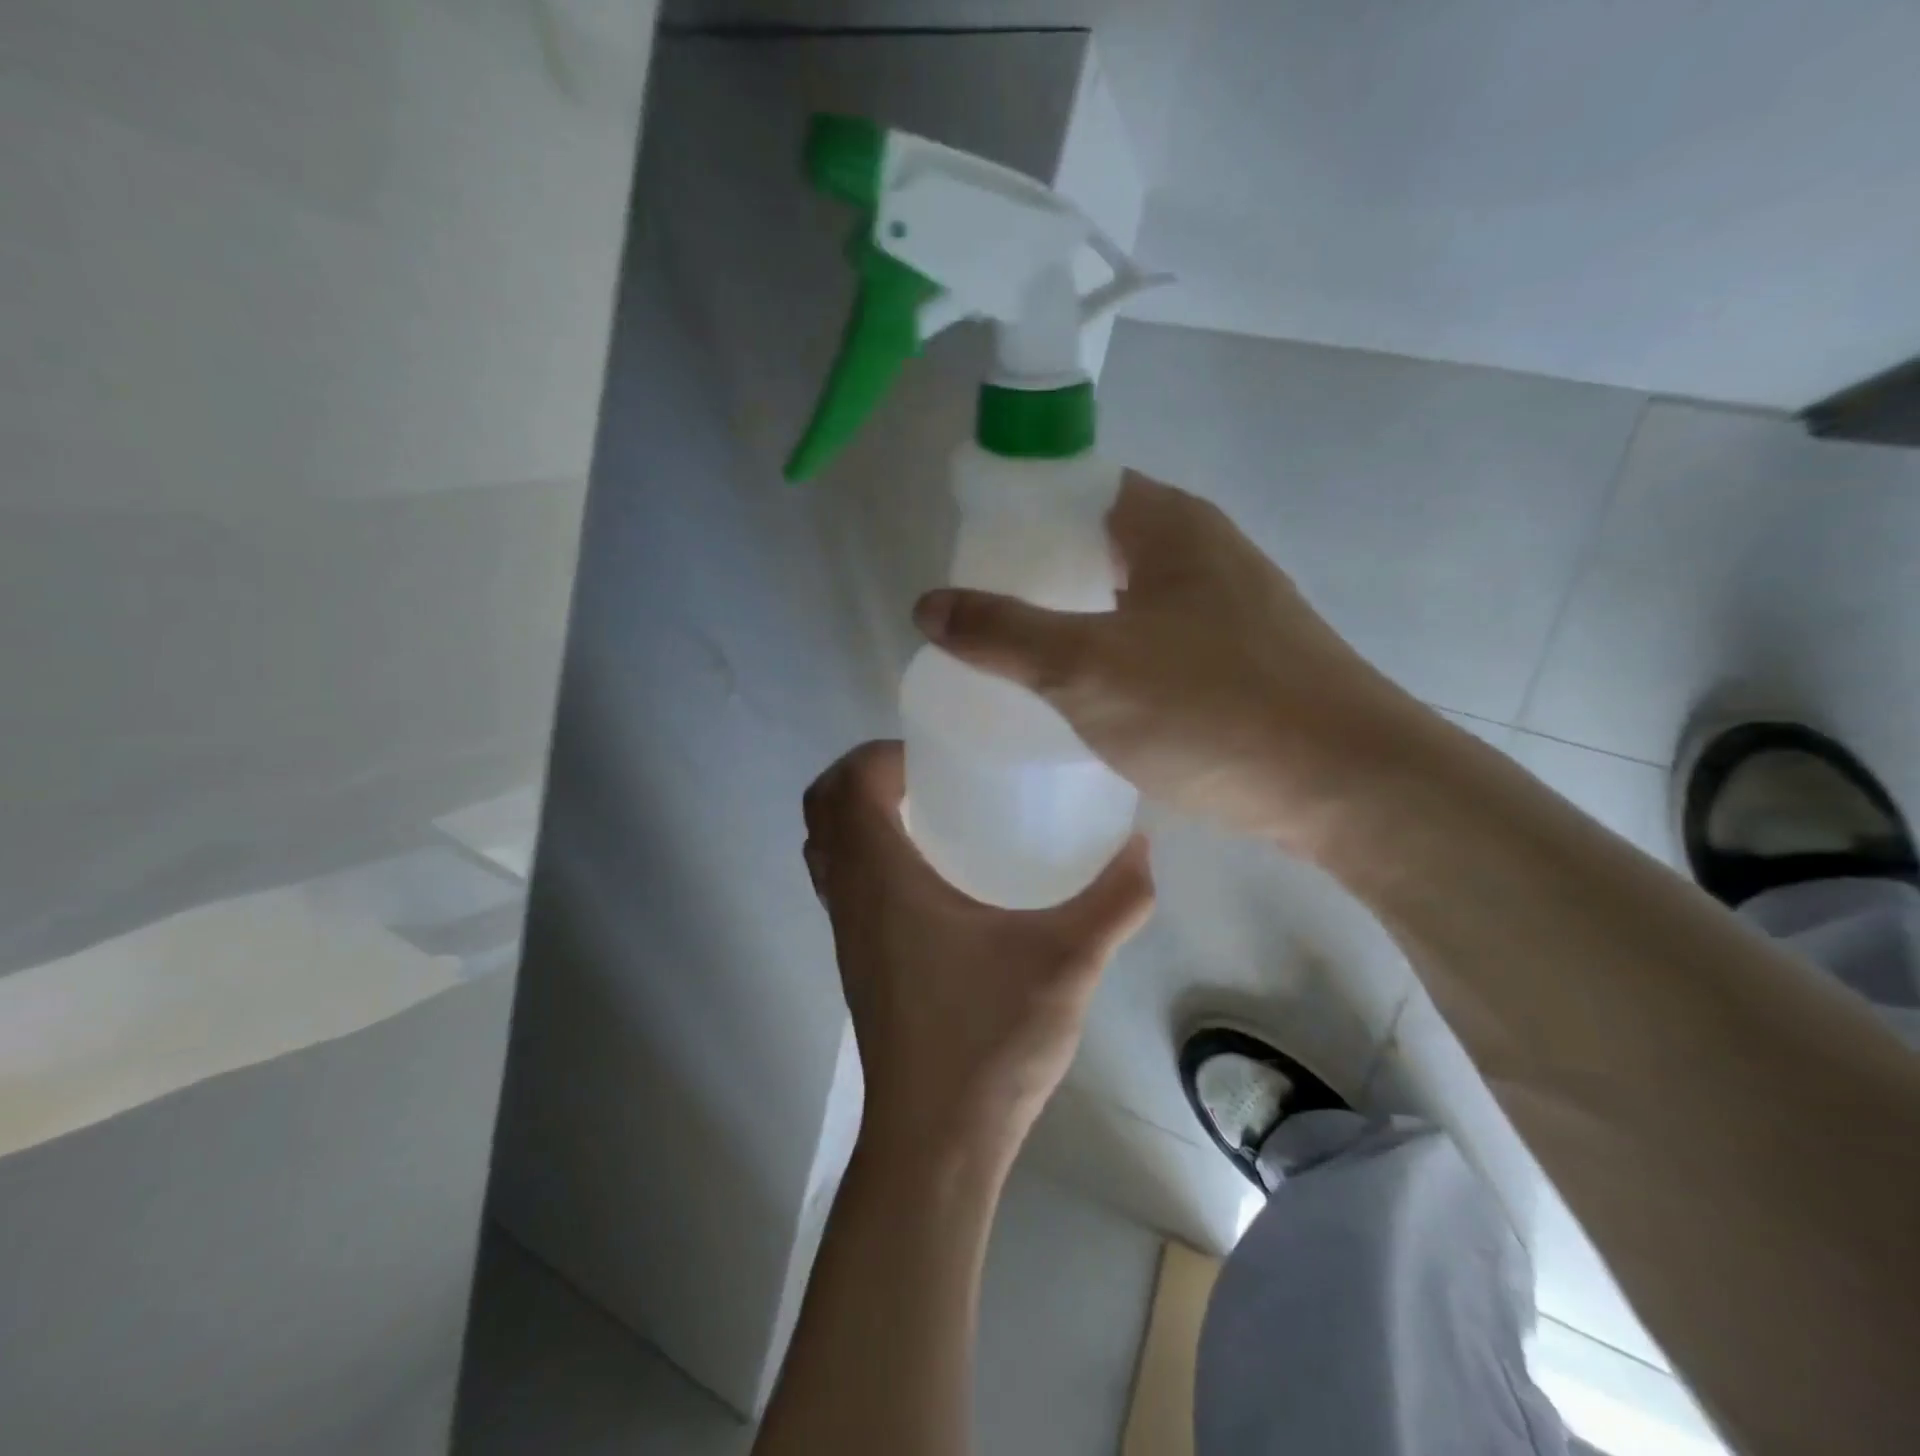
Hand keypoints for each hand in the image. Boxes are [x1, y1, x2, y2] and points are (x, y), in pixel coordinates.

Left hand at [802, 742, 1153, 1157]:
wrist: (937, 1142)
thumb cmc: (989, 1040)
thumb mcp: (1068, 963)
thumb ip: (1114, 900)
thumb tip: (1140, 844)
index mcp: (880, 879)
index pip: (847, 783)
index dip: (883, 753)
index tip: (938, 755)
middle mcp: (849, 897)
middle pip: (822, 808)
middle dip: (865, 775)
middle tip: (932, 775)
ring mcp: (845, 932)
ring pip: (826, 848)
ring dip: (860, 815)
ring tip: (932, 813)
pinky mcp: (856, 961)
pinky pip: (842, 884)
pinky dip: (866, 856)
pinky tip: (933, 877)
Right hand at [911, 471, 1427, 857]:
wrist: (1350, 788)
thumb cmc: (1213, 709)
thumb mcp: (1087, 668)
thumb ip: (1002, 633)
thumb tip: (926, 604)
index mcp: (1169, 525)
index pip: (1074, 486)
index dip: (1014, 512)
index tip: (965, 557)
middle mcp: (1202, 551)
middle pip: (1096, 543)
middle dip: (1035, 573)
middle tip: (979, 615)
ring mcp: (1227, 607)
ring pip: (1124, 596)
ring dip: (1073, 618)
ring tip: (1016, 656)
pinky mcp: (1238, 662)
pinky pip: (1152, 641)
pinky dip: (1110, 654)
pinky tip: (1083, 696)